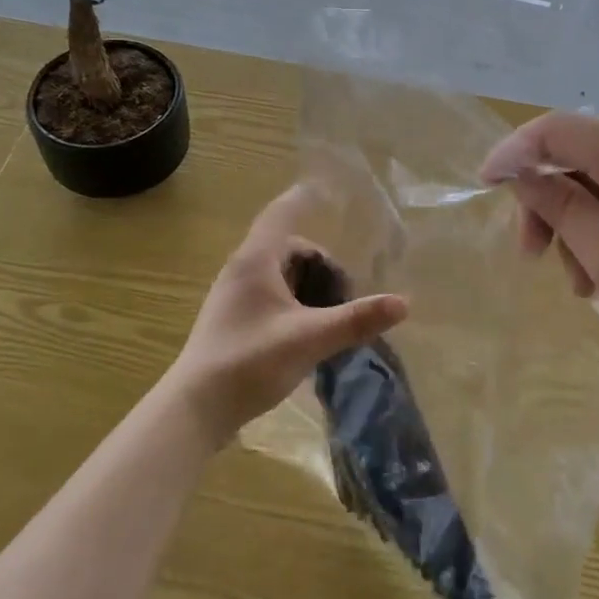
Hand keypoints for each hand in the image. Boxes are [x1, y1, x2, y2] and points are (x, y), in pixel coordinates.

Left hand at [164, 185, 408, 447]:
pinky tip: (309, 335)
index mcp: (256, 260)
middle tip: (347, 296)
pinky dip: (296, 304)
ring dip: (310, 288)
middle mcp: (242, 270)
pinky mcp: (233, 320)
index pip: (281, 213)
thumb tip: (403, 303)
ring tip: (332, 319)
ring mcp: (234, 296)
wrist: (195, 410)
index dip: (304, 198)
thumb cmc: (249, 362)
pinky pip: (272, 296)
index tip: (326, 187)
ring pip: (282, 275)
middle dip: (322, 266)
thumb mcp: (309, 339)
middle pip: (290, 249)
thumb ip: (356, 320)